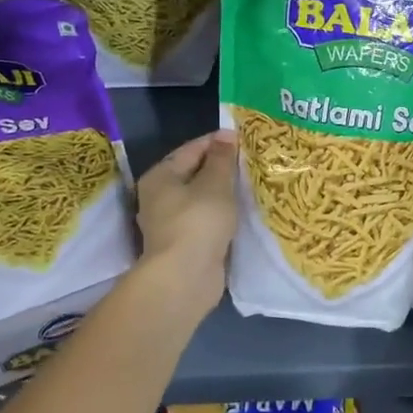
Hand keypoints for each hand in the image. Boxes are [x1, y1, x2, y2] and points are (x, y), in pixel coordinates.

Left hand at [135, 129, 238, 302]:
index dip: (219, 142)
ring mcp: (170, 222)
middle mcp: (159, 196)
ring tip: (252, 185)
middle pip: (194, 173)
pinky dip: (221, 214)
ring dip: (223, 193)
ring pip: (201, 198)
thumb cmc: (198, 222)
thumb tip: (225, 133)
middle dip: (222, 168)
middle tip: (253, 162)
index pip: (192, 149)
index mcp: (160, 176)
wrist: (185, 278)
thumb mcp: (215, 184)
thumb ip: (221, 158)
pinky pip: (205, 219)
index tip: (247, 140)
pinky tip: (242, 212)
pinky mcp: (184, 243)